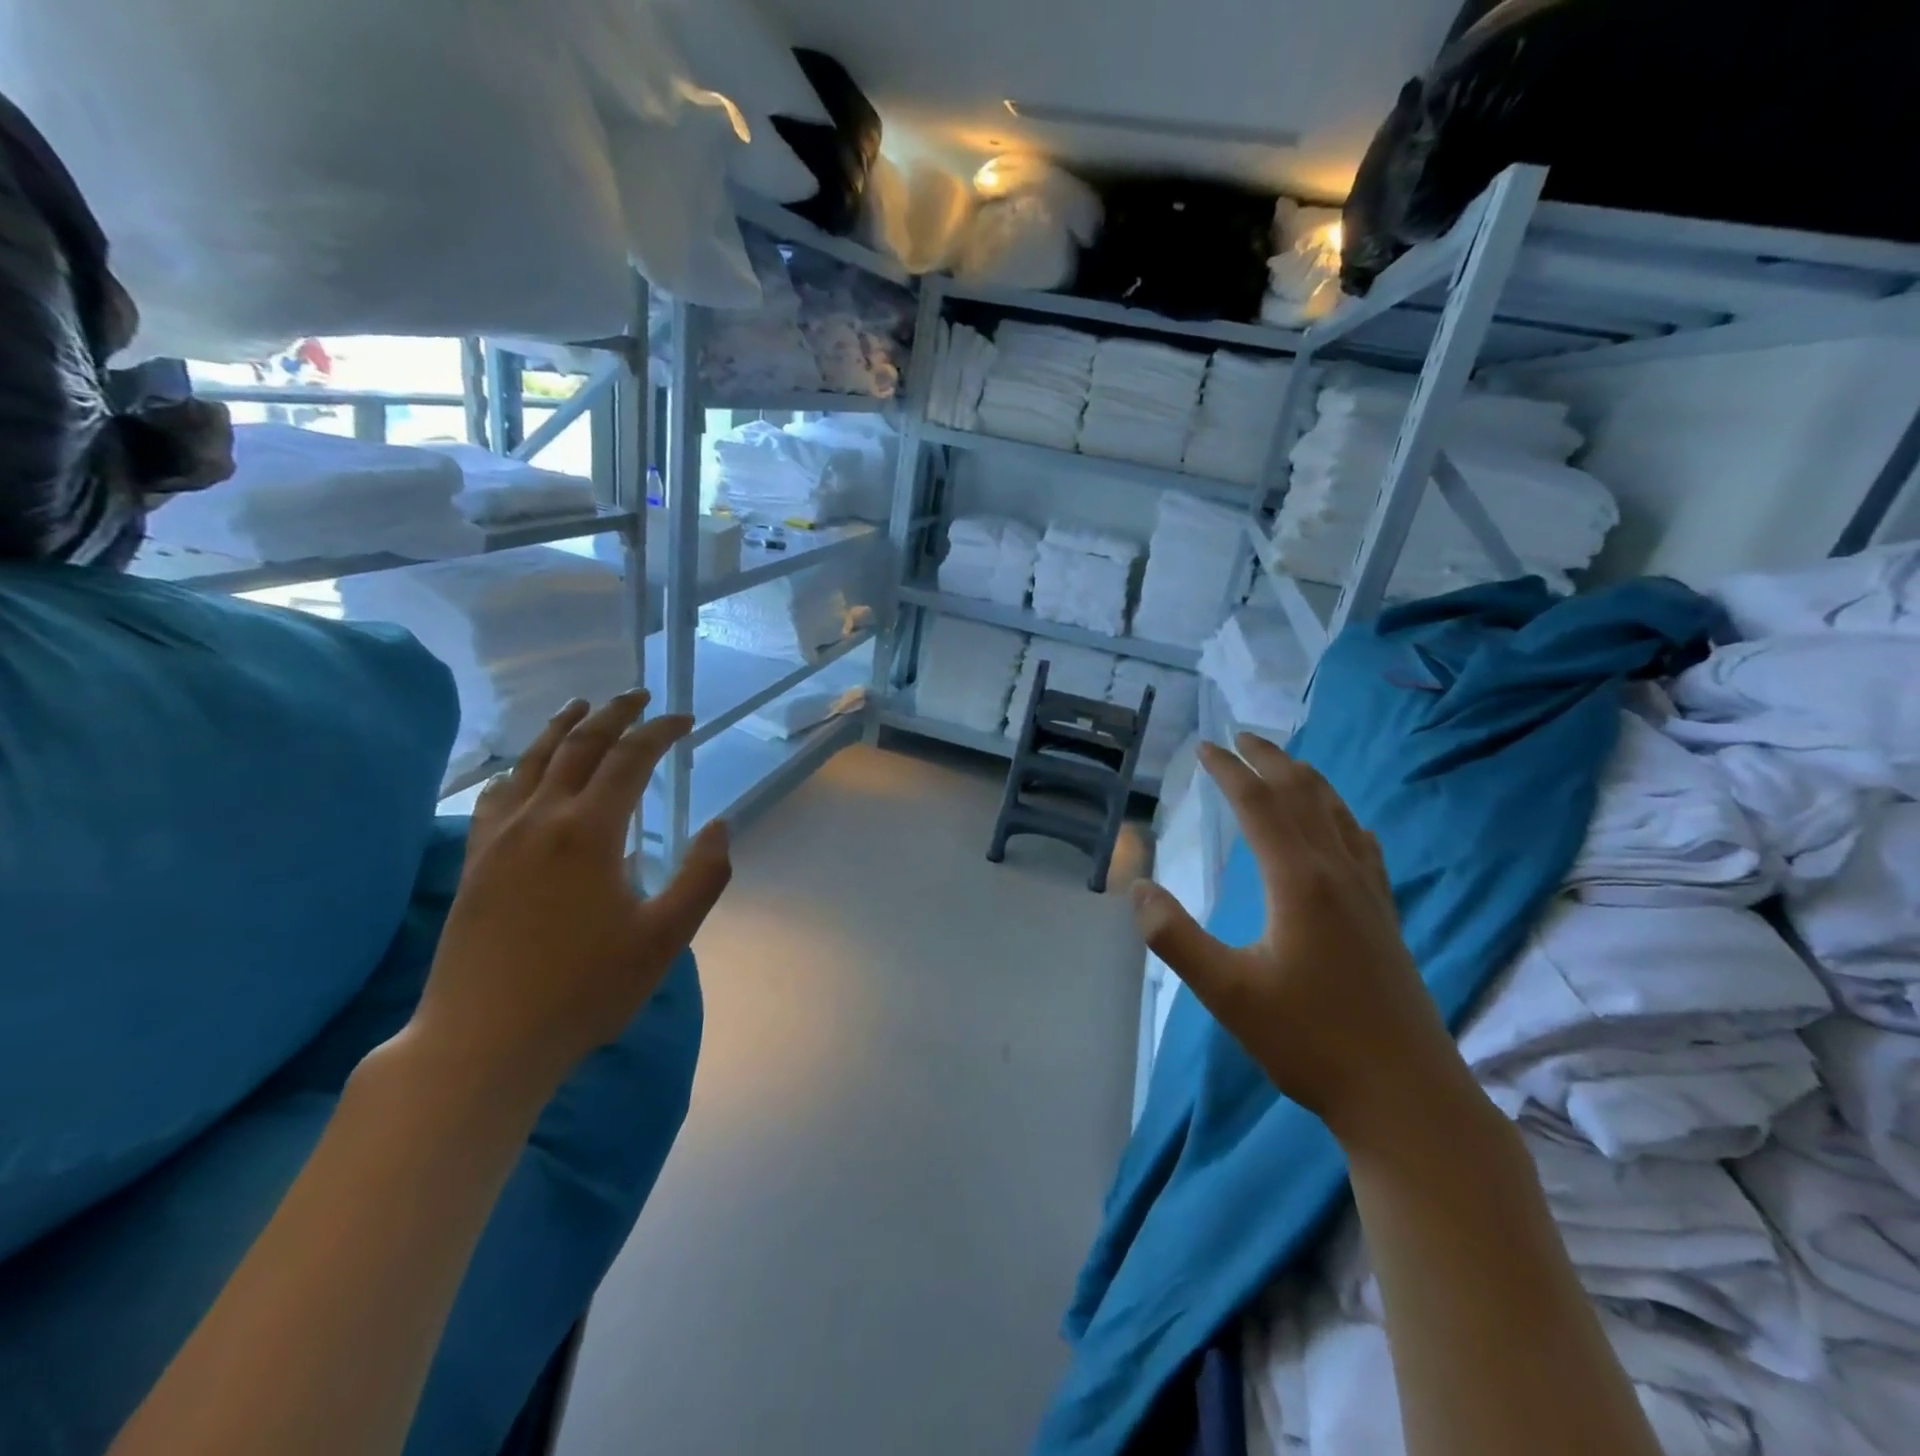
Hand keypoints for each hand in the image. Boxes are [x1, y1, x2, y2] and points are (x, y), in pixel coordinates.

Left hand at [407, 692, 731, 1101]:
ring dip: (563, 729)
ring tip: (581, 707)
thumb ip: (703, 876)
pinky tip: (525, 772)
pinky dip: (521, 768)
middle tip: (638, 696)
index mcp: (589, 832)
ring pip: (532, 762)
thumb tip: (720, 825)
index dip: (660, 732)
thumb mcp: (666, 938)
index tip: (684, 721)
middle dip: (613, 714)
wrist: (483, 1040)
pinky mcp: (477, 862)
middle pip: (579, 746)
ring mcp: (500, 839)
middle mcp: (541, 819)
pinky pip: (498, 795)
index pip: (630, 759)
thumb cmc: (584, 989)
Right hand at [1132, 734, 1471, 1149]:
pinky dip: (1343, 816)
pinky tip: (1346, 824)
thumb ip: (1175, 937)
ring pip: (1338, 814)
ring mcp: (1369, 893)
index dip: (1229, 770)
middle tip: (1241, 736)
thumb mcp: (1227, 993)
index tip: (1205, 747)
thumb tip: (1139, 889)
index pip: (1259, 804)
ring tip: (1285, 764)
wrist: (1406, 1095)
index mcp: (1299, 880)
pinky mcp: (1385, 917)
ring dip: (1307, 780)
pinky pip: (1364, 844)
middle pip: (1303, 795)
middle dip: (1269, 760)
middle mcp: (1338, 872)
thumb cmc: (1310, 1042)